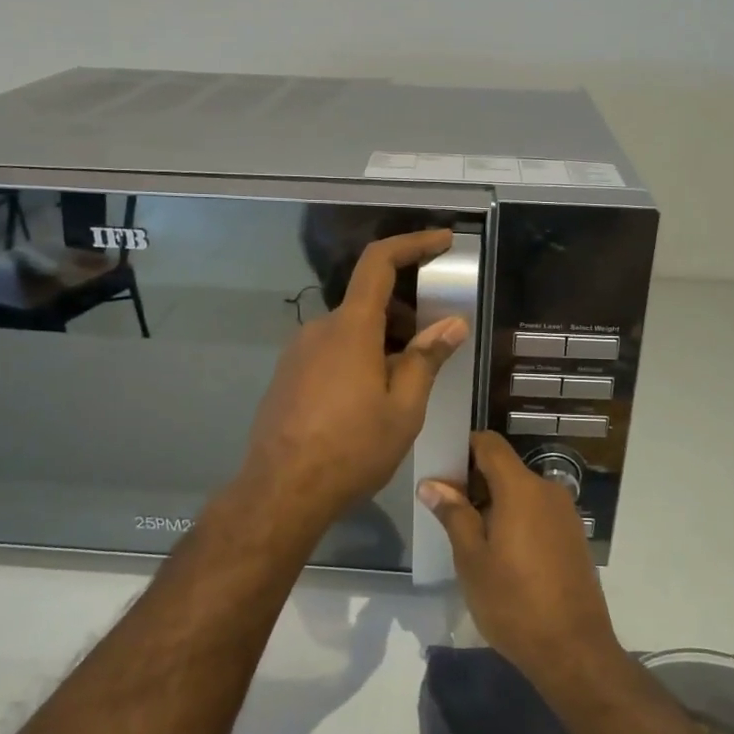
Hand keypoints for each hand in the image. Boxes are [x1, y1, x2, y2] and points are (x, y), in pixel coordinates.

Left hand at [238, 230, 468, 532]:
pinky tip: (370, 400)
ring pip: (350, 331)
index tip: (442, 241)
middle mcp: (319, 329)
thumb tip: (451, 324)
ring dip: (383, 341)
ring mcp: (298, 352)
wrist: (281, 492)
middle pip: (368, 302)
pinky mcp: (287, 375)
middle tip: (434, 345)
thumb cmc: (351, 450)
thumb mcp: (403, 409)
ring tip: (406, 384)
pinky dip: (358, 358)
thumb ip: (426, 359)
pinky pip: (331, 351)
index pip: (379, 263)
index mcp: (351, 328)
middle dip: (406, 314)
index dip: (412, 244)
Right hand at [417, 432, 622, 685]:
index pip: (489, 444)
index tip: (441, 470)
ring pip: (521, 492)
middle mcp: (547, 490)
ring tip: (470, 538)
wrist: (574, 650)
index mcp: (521, 488)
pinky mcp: (573, 535)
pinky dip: (516, 519)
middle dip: (475, 482)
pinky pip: (537, 512)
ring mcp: (565, 513)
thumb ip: (453, 514)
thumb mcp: (472, 559)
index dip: (463, 448)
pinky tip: (502, 554)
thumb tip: (432, 483)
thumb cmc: (513, 602)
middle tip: (447, 512)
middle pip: (505, 468)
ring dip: (495, 503)